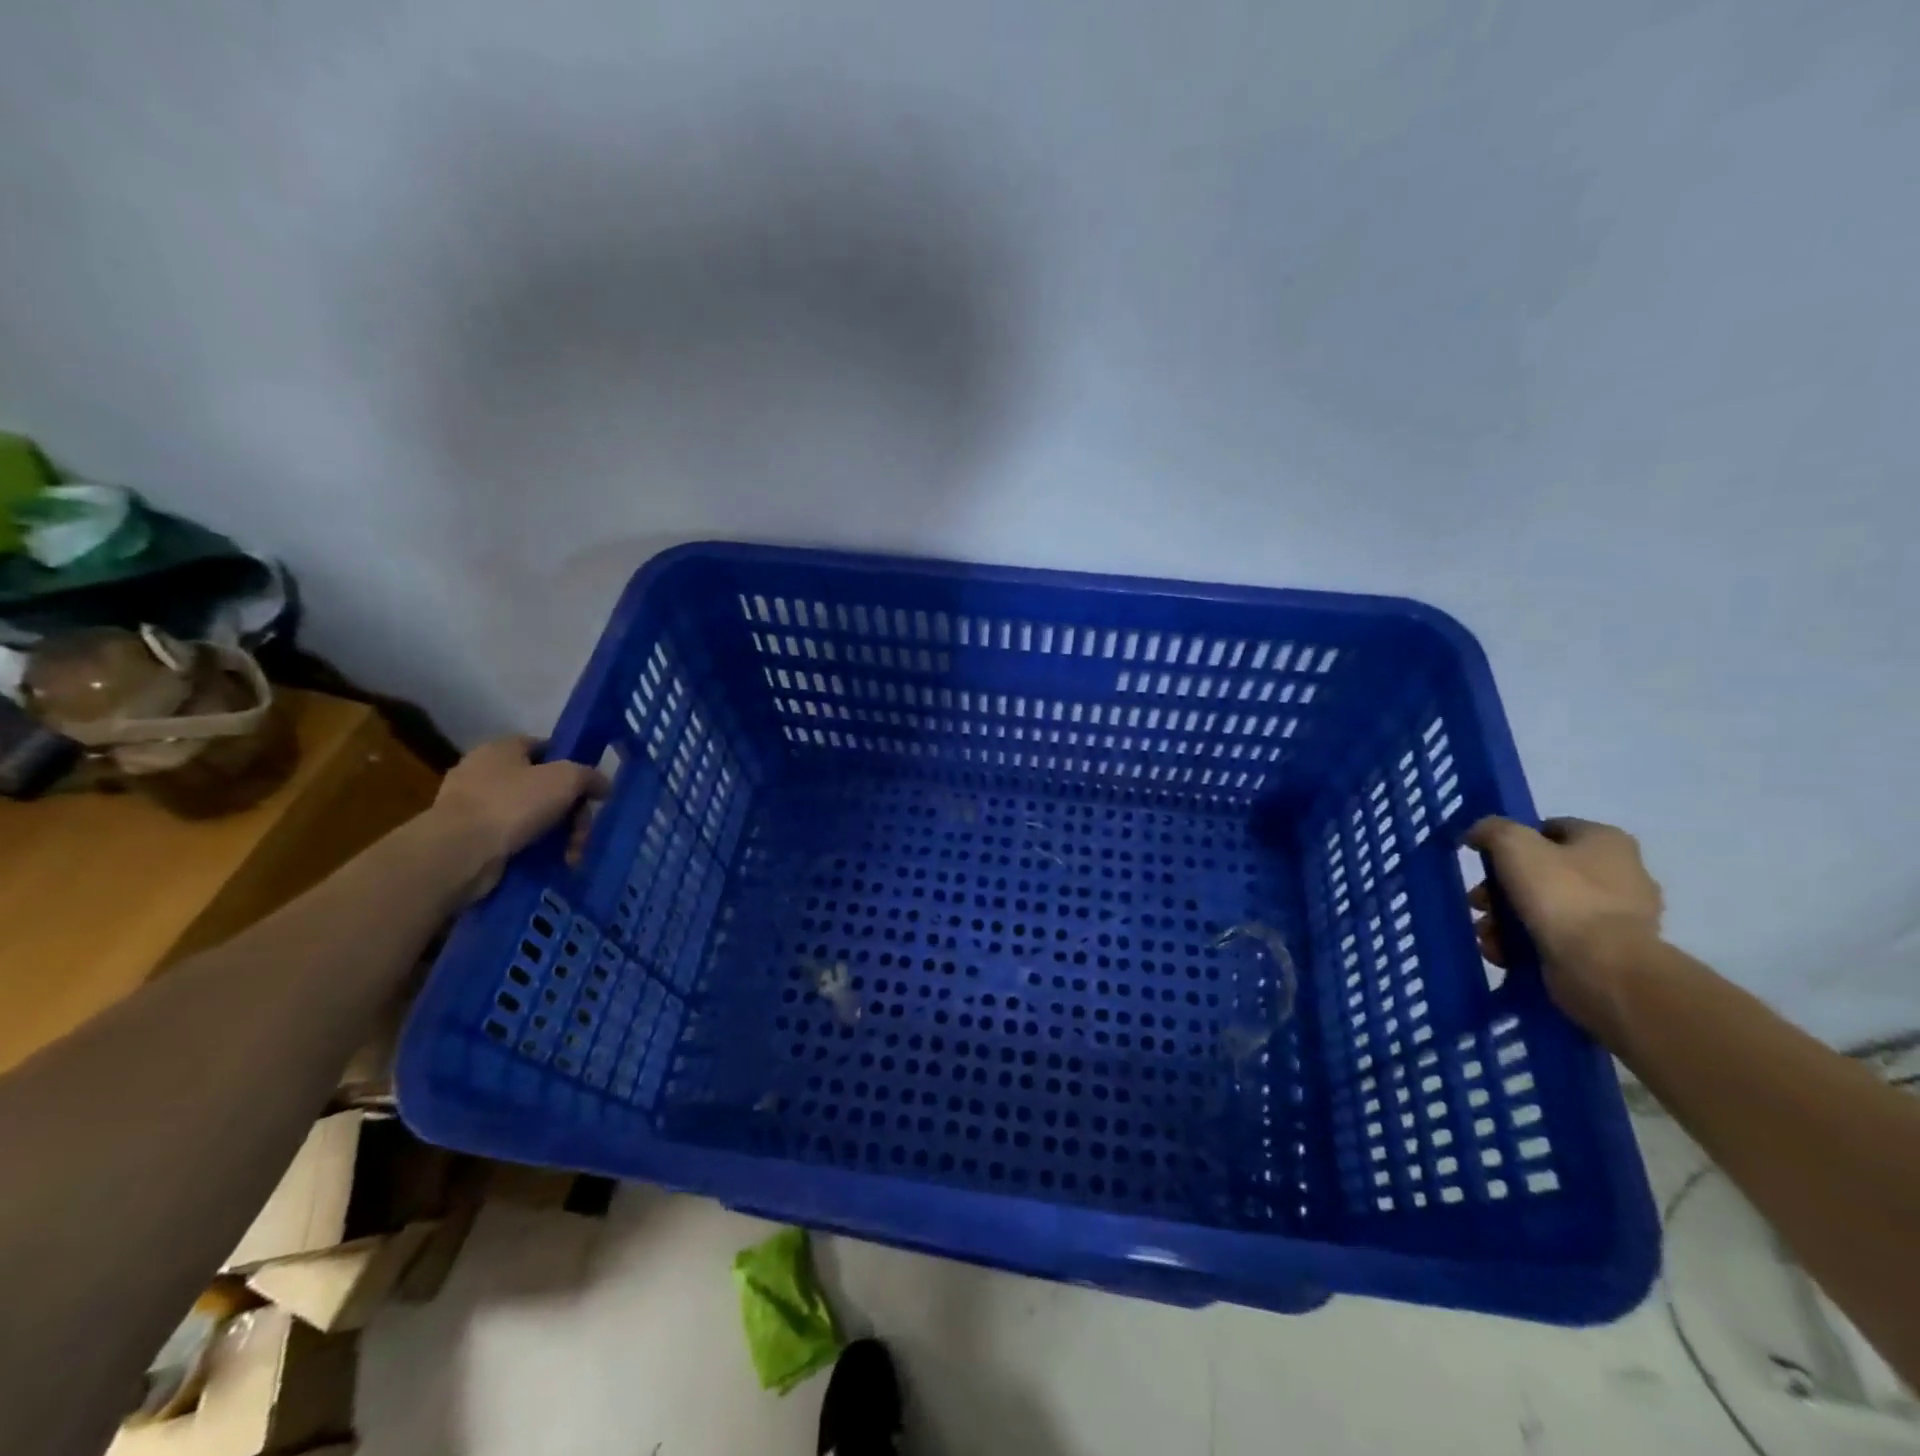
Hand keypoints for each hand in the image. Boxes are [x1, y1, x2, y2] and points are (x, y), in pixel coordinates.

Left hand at [430, 736, 609, 897]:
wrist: (459, 853)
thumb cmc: (513, 804)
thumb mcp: (566, 779)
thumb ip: (590, 776)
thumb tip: (604, 786)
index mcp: (501, 749)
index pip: (546, 747)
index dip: (572, 765)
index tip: (591, 790)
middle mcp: (484, 773)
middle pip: (543, 787)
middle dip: (570, 811)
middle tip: (583, 832)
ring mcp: (474, 807)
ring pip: (531, 816)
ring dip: (557, 835)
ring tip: (571, 856)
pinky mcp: (470, 839)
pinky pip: (514, 839)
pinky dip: (535, 850)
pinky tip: (551, 863)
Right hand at [1464, 816, 1663, 1043]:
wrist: (1601, 966)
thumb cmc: (1560, 894)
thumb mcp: (1513, 843)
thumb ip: (1491, 829)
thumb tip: (1477, 833)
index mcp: (1606, 841)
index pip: (1549, 829)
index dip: (1511, 839)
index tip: (1484, 858)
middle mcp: (1619, 874)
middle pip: (1539, 872)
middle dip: (1499, 888)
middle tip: (1478, 902)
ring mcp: (1614, 917)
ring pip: (1541, 908)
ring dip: (1503, 919)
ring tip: (1486, 933)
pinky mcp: (1603, 951)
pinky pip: (1552, 938)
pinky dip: (1521, 943)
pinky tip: (1501, 951)